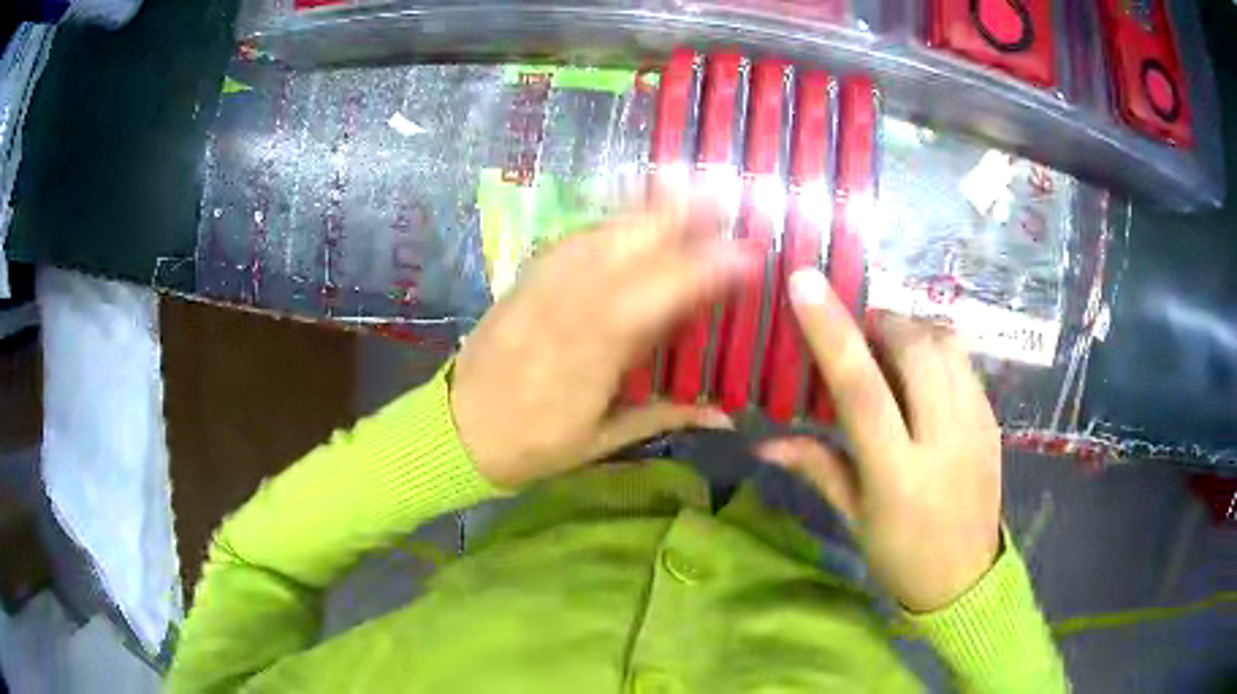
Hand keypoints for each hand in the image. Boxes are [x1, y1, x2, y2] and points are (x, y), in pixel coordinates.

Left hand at [451, 199, 758, 488]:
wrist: (459, 429)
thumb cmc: (534, 444)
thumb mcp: (601, 441)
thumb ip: (664, 416)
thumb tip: (724, 415)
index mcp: (586, 358)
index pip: (649, 302)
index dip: (696, 273)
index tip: (743, 255)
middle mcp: (562, 312)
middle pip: (620, 253)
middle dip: (671, 219)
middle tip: (719, 195)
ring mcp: (538, 290)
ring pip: (594, 238)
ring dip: (639, 208)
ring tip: (680, 183)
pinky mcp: (522, 280)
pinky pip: (567, 241)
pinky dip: (603, 220)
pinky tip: (627, 210)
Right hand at [757, 269, 1001, 612]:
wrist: (967, 578)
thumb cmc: (901, 555)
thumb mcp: (854, 518)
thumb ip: (817, 467)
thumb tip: (766, 441)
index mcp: (897, 474)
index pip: (862, 389)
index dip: (832, 331)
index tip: (805, 283)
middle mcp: (942, 440)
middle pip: (916, 349)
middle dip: (883, 321)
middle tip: (862, 331)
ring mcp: (976, 426)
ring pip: (947, 345)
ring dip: (913, 328)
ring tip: (892, 345)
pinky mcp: (993, 419)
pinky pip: (965, 362)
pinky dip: (938, 348)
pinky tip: (923, 369)